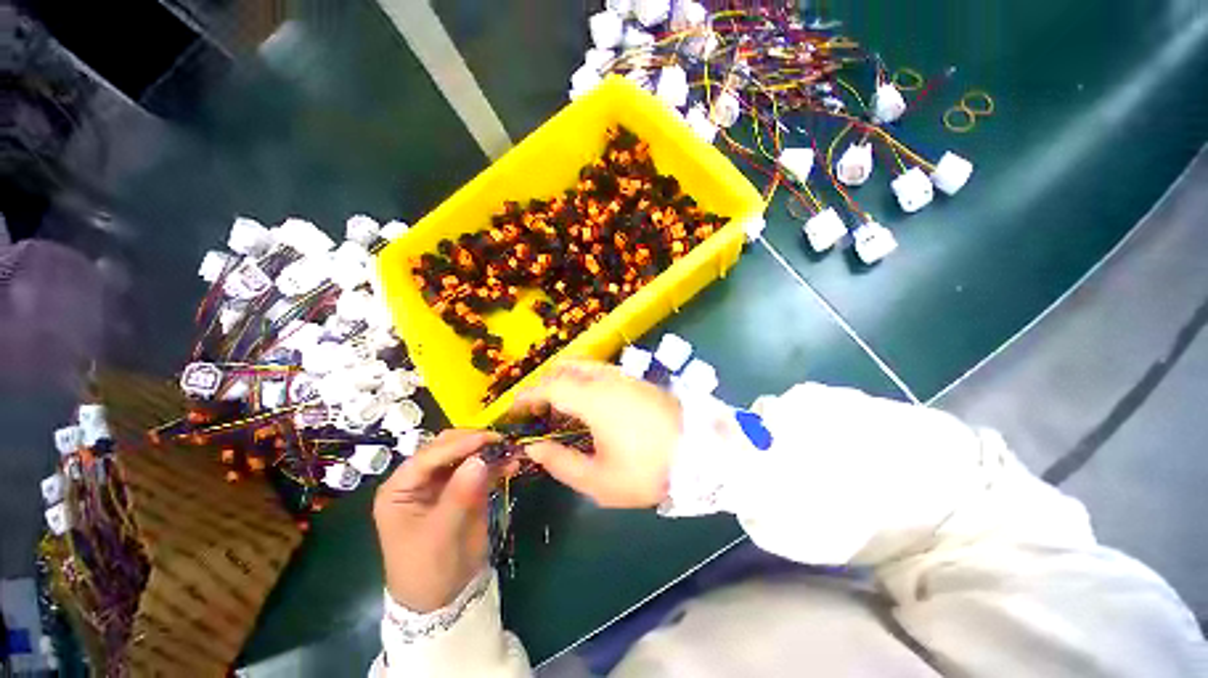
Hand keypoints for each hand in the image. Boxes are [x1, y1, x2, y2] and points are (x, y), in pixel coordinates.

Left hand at [373, 430, 500, 612]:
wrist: (443, 599)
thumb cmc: (428, 569)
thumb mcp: (440, 534)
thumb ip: (459, 495)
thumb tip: (480, 459)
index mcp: (401, 488)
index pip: (429, 456)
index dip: (458, 445)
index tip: (488, 438)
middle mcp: (421, 479)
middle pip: (447, 448)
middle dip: (474, 442)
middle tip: (501, 442)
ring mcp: (445, 482)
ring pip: (467, 454)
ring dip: (488, 450)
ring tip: (511, 450)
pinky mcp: (465, 488)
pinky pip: (481, 469)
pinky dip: (497, 464)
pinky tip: (513, 464)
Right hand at [514, 360, 681, 507]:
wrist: (702, 453)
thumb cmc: (647, 470)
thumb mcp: (599, 480)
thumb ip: (561, 463)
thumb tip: (534, 449)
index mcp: (594, 399)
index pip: (551, 387)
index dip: (528, 396)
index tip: (515, 410)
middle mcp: (607, 379)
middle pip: (567, 369)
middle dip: (546, 385)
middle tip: (538, 409)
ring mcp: (626, 377)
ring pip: (586, 367)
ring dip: (567, 381)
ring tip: (561, 409)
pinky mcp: (639, 381)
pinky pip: (603, 373)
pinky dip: (586, 382)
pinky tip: (590, 405)